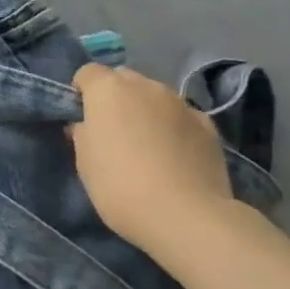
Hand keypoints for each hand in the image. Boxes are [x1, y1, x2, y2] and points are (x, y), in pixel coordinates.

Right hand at [70, 64, 233, 253]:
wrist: (185, 215)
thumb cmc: (120, 186)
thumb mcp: (84, 163)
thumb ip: (82, 134)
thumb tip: (86, 125)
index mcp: (108, 90)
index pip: (88, 73)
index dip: (82, 92)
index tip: (82, 117)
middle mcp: (145, 86)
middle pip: (124, 79)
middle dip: (116, 97)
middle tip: (114, 130)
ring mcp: (180, 103)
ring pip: (155, 96)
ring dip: (146, 110)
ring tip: (148, 145)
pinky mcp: (207, 124)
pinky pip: (181, 116)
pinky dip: (174, 127)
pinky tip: (175, 155)